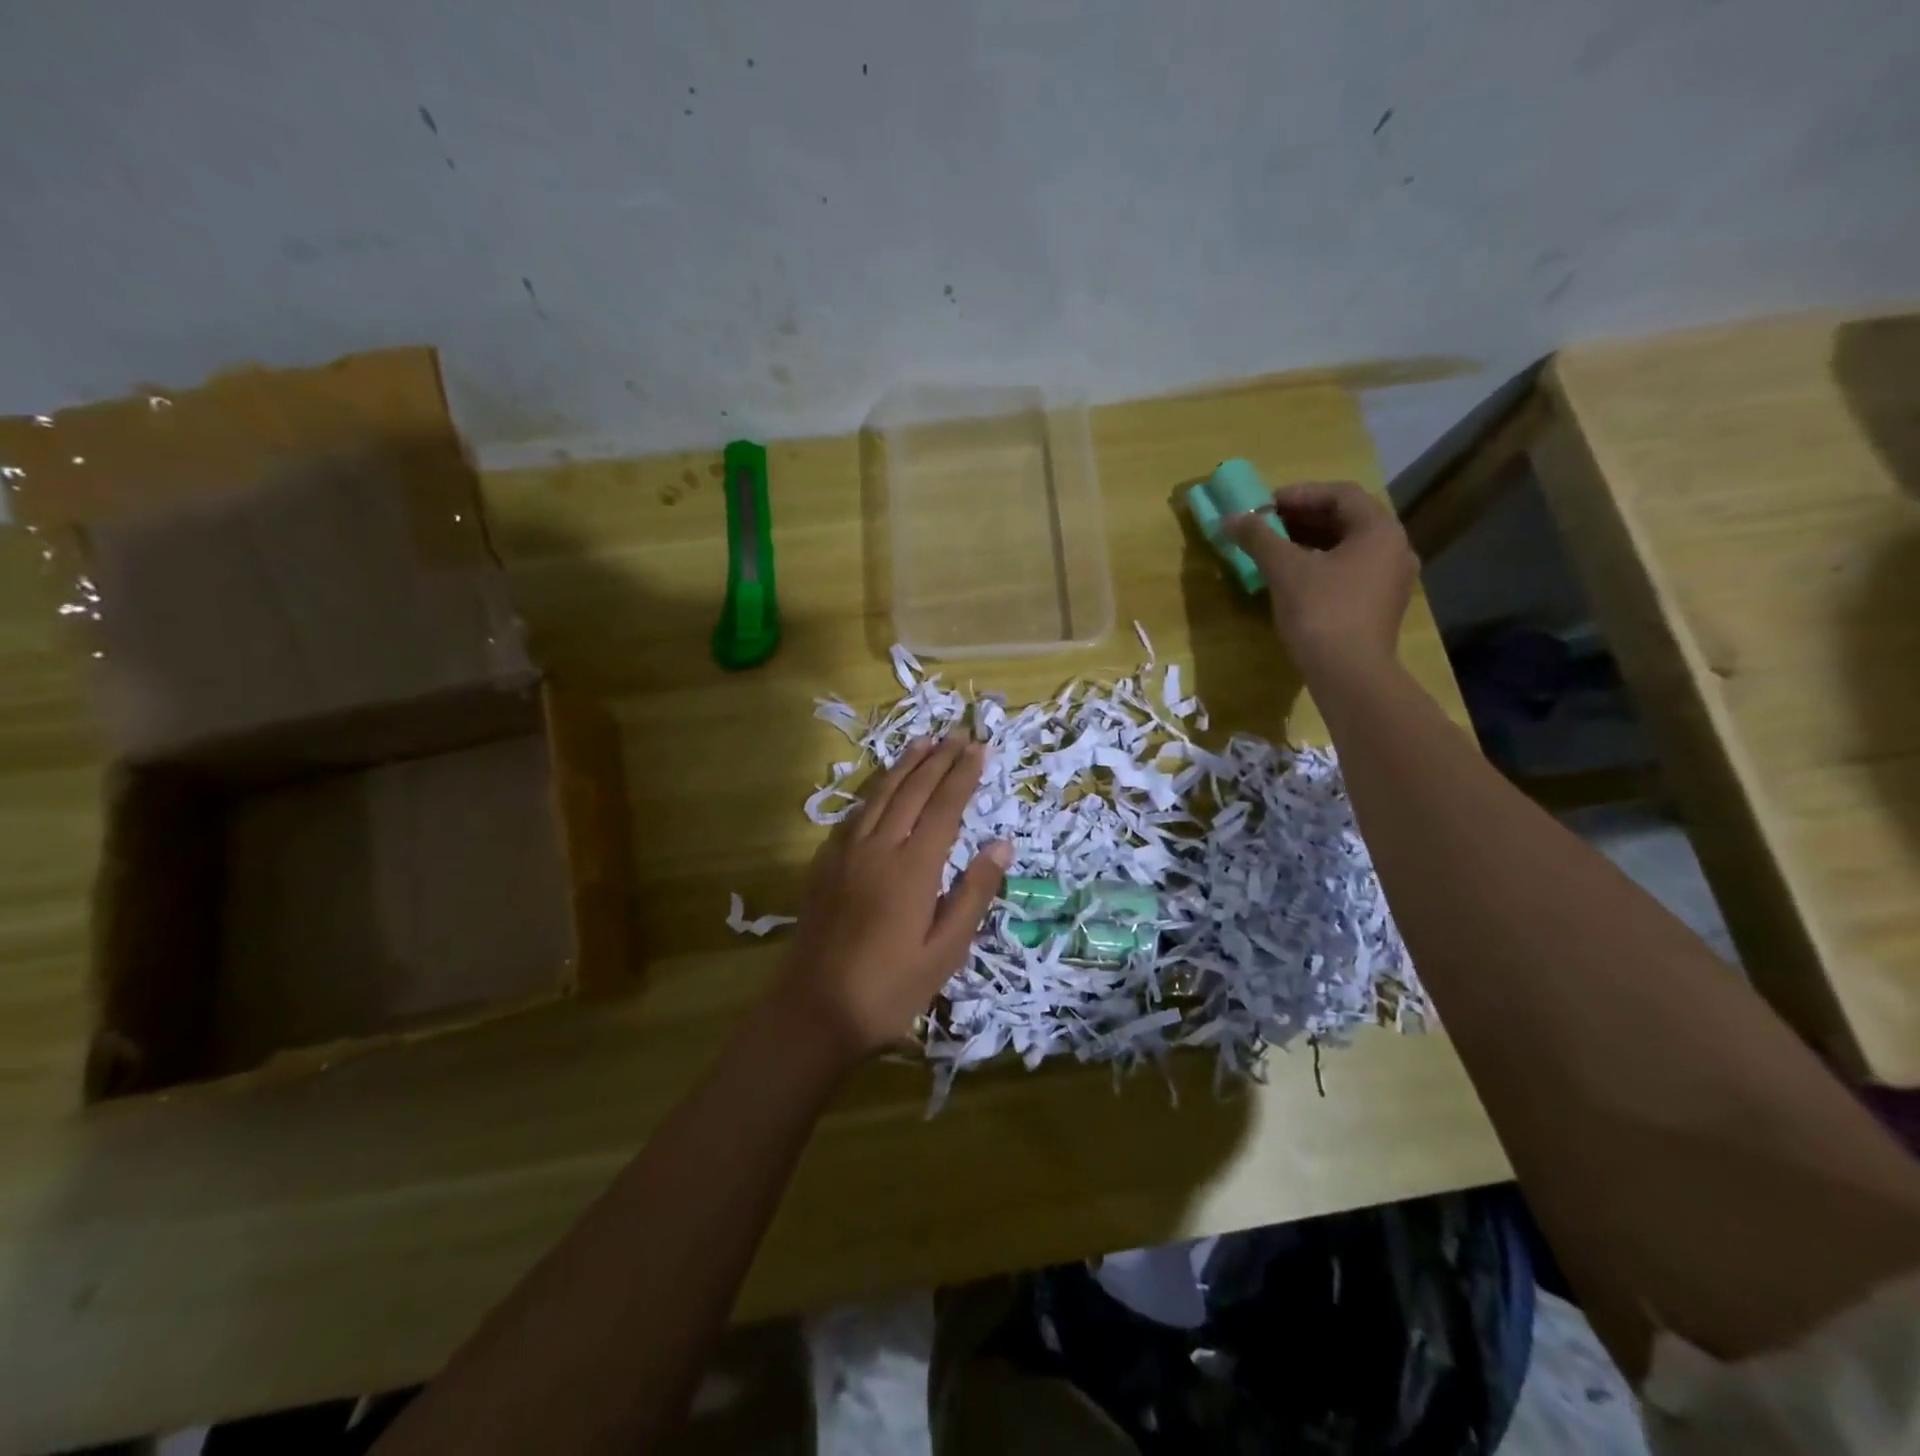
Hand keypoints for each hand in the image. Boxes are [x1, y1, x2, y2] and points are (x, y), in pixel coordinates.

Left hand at [774, 735, 1010, 1058]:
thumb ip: (973, 893)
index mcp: (913, 868)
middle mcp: (879, 847)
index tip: (979, 748)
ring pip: (880, 794)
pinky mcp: (824, 864)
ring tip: (923, 742)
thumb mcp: (946, 950)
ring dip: (904, 766)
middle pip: (912, 791)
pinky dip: (874, 790)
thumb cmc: (890, 987)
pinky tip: (881, 787)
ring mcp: (846, 853)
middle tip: (958, 735)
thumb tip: (1001, 845)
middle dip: (938, 760)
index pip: (944, 807)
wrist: (813, 1009)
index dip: (963, 775)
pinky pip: (854, 813)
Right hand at [1225, 480, 1416, 680]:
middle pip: (1346, 519)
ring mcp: (1390, 580)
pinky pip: (1349, 572)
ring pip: (1347, 548)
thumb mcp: (1285, 570)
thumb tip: (1230, 518)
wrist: (1350, 675)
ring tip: (1274, 549)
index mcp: (1379, 531)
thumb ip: (1259, 538)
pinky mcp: (1379, 607)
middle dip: (1303, 518)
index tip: (1265, 505)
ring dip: (1310, 542)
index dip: (1301, 494)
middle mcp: (1394, 549)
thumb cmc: (1322, 613)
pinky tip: (1292, 578)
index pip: (1341, 494)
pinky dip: (1320, 565)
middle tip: (1266, 525)